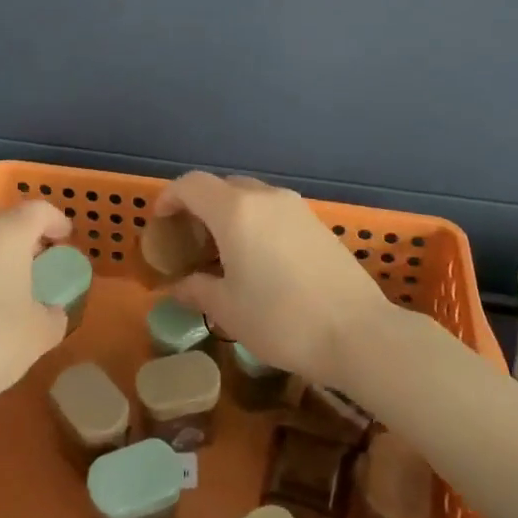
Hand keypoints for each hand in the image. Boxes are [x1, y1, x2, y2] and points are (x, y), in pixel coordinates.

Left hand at [0, 200, 71, 422]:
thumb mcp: (40, 333)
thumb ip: (55, 315)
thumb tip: (52, 311)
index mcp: (7, 234)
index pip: (39, 210)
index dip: (57, 221)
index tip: (67, 240)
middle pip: (7, 221)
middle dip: (29, 237)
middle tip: (44, 263)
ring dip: (2, 255)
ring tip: (16, 286)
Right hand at [156, 172, 391, 387]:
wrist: (357, 332)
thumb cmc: (281, 319)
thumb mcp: (229, 310)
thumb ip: (198, 290)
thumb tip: (179, 287)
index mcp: (235, 211)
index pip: (192, 185)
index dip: (170, 197)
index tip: (160, 220)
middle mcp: (265, 198)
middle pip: (222, 187)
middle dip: (200, 206)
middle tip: (189, 240)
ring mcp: (296, 208)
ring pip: (251, 197)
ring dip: (230, 214)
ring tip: (223, 251)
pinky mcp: (317, 224)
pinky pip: (274, 211)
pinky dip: (256, 222)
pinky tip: (258, 258)